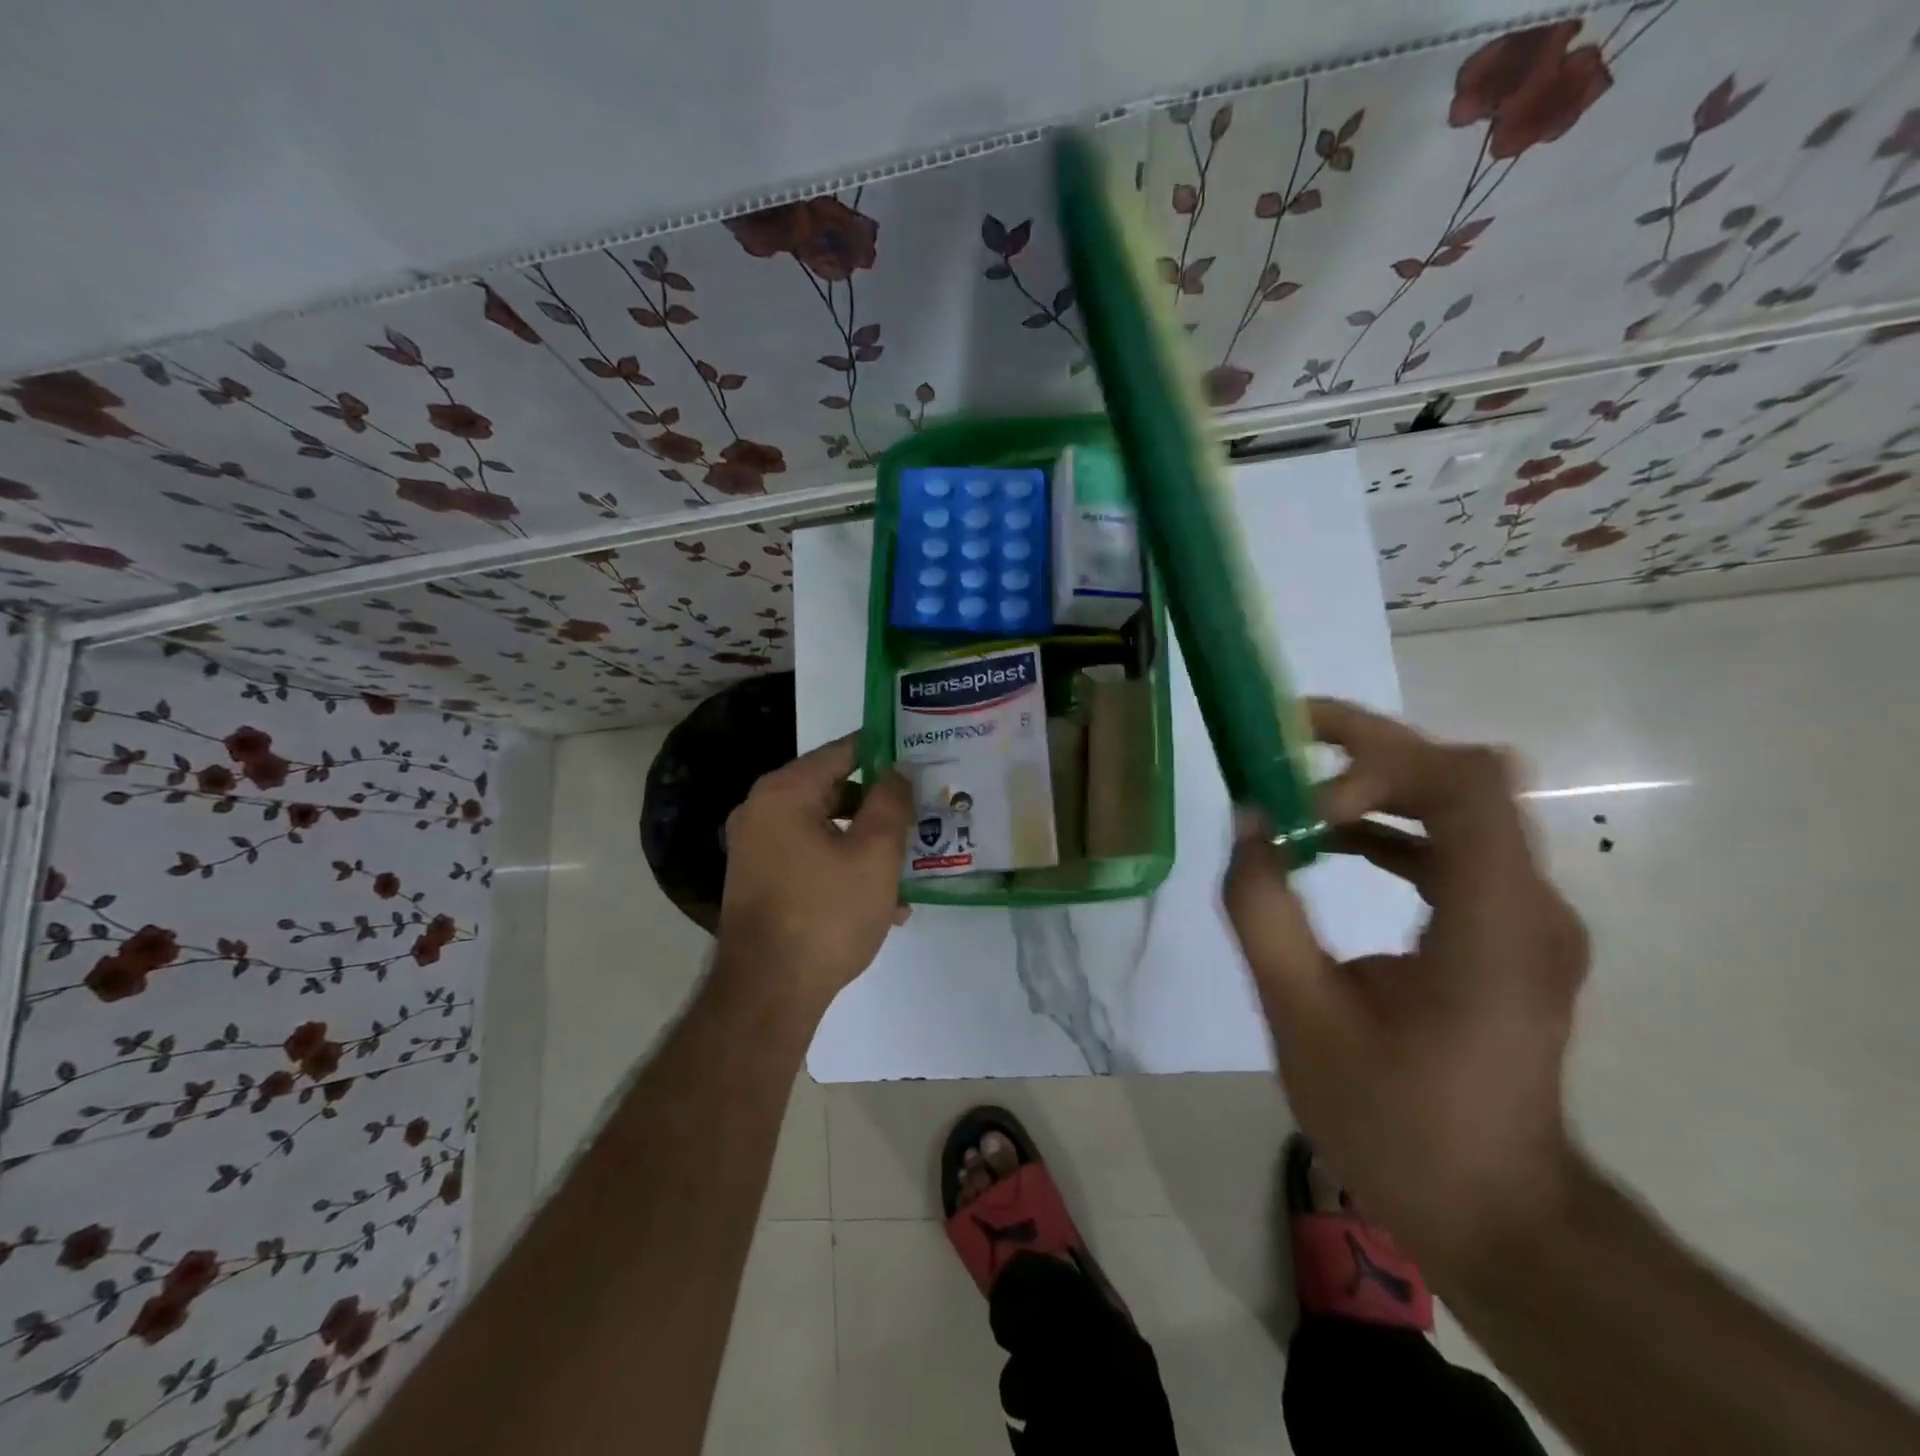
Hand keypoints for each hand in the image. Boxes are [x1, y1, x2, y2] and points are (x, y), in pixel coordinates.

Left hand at [717, 734, 913, 1014]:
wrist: (767, 994)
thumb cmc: (826, 914)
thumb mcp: (875, 854)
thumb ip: (891, 801)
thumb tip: (899, 767)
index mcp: (785, 792)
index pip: (843, 751)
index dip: (884, 751)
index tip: (920, 757)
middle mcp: (762, 811)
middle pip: (833, 790)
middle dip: (880, 806)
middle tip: (922, 814)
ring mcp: (757, 848)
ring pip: (826, 829)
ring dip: (867, 844)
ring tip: (910, 869)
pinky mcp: (761, 881)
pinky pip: (811, 858)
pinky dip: (844, 868)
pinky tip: (884, 903)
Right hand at [1222, 699, 1589, 1278]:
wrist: (1495, 1214)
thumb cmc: (1395, 1122)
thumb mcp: (1300, 1016)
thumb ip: (1263, 909)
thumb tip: (1247, 818)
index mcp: (1493, 924)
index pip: (1463, 782)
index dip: (1375, 763)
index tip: (1300, 798)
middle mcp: (1530, 903)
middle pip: (1462, 776)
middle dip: (1368, 747)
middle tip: (1286, 735)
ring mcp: (1528, 917)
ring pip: (1459, 803)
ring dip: (1377, 783)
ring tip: (1294, 788)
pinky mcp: (1512, 932)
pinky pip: (1455, 846)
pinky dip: (1392, 826)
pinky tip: (1333, 842)